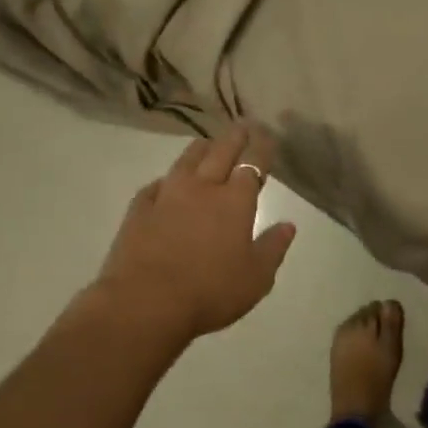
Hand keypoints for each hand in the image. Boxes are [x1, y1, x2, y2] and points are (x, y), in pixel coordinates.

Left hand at [90, 125, 297, 346]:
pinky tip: (165, 182)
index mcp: (235, 202)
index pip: (252, 164)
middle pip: (220, 153)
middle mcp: (202, 189)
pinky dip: (166, 180)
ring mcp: (167, 196)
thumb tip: (288, 225)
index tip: (266, 135)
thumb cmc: (210, 292)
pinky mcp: (139, 210)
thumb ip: (273, 248)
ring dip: (200, 149)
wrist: (146, 302)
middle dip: (234, 137)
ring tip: (207, 142)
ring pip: (186, 161)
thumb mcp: (256, 278)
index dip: (261, 148)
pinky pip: (155, 186)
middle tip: (242, 125)